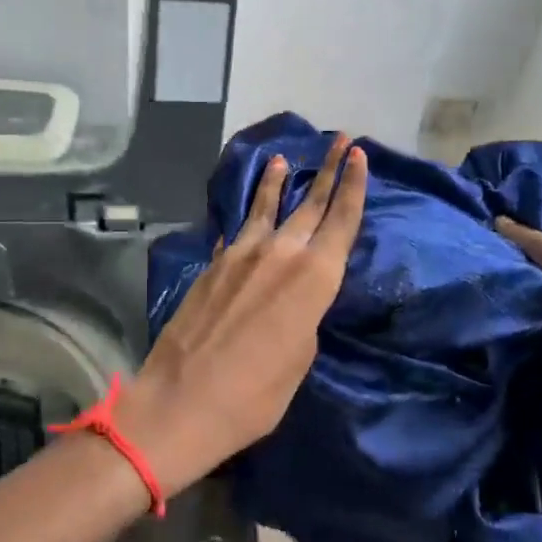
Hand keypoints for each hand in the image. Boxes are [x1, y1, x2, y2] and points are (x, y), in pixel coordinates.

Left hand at [117, 133, 368, 494]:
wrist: (182, 401)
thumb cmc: (255, 395)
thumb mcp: (300, 359)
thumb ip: (305, 315)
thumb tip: (294, 296)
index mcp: (313, 278)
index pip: (341, 220)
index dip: (352, 185)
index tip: (359, 154)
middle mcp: (280, 254)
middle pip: (309, 203)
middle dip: (327, 170)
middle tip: (339, 139)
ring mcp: (241, 255)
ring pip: (265, 207)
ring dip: (276, 182)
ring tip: (282, 158)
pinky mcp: (212, 265)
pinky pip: (237, 231)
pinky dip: (246, 218)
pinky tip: (245, 214)